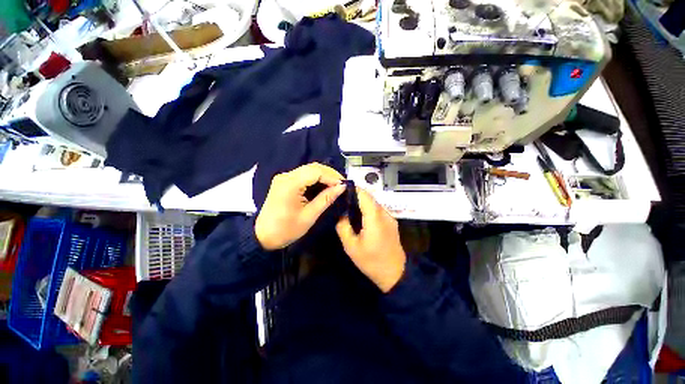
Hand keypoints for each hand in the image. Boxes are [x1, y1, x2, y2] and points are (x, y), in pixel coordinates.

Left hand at [255, 163, 346, 249]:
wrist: (263, 236)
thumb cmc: (286, 229)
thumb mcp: (309, 215)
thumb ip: (326, 198)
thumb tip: (342, 187)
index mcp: (290, 184)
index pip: (316, 172)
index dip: (332, 176)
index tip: (344, 185)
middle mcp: (286, 175)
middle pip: (312, 167)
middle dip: (329, 174)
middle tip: (341, 185)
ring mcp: (284, 177)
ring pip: (309, 170)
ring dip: (323, 176)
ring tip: (335, 185)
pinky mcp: (284, 181)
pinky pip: (303, 175)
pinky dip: (316, 179)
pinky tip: (323, 186)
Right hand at [336, 188, 405, 292]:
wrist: (395, 274)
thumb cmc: (371, 261)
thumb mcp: (351, 247)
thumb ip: (343, 227)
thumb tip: (342, 214)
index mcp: (374, 218)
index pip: (365, 195)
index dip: (354, 189)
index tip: (342, 189)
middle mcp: (384, 214)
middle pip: (370, 198)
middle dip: (356, 196)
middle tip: (343, 199)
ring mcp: (390, 218)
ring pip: (374, 203)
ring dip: (363, 202)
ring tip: (350, 207)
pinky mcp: (392, 222)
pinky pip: (378, 210)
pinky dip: (369, 209)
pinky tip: (361, 217)